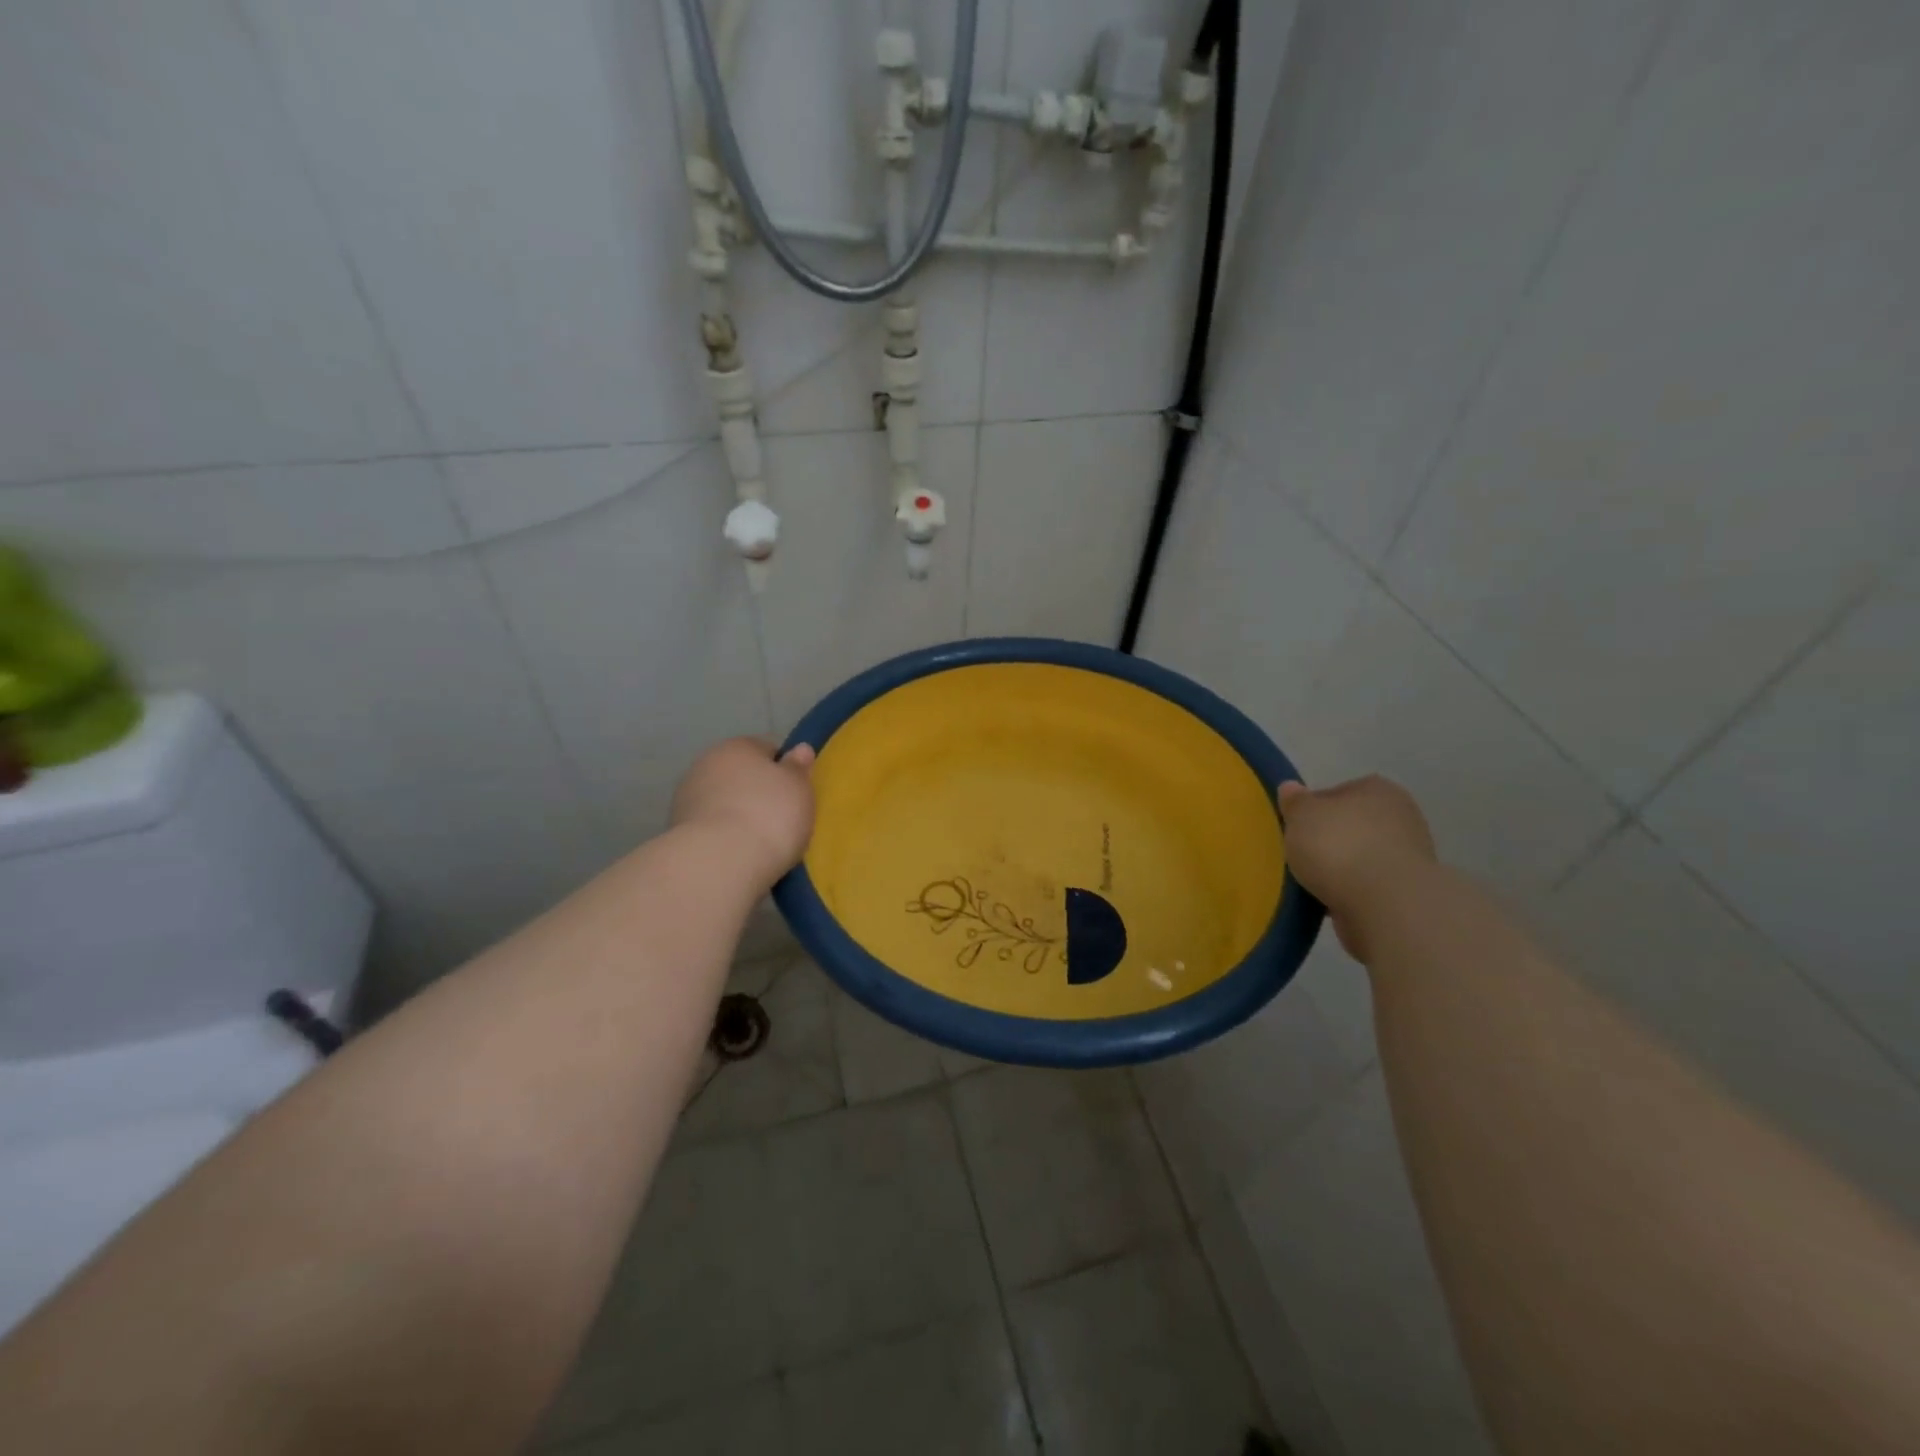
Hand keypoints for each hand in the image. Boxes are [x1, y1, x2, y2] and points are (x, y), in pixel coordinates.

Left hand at [671, 738, 816, 886]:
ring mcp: (686, 798)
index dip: (784, 770)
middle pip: (741, 775)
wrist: (718, 863)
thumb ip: (798, 767)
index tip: (796, 793)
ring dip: (737, 814)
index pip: (767, 748)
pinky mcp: (676, 831)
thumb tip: (800, 749)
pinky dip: (723, 836)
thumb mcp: (799, 788)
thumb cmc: (769, 815)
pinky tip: (738, 855)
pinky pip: (711, 827)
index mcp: (738, 746)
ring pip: (723, 802)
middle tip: (781, 819)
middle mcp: (706, 763)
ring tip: (759, 843)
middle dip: (757, 792)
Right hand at [1278, 775, 1436, 961]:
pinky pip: (1367, 886)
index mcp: (1377, 789)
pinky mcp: (1406, 892)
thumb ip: (1295, 801)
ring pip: (1360, 857)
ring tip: (1310, 883)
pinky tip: (1329, 901)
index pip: (1337, 793)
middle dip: (1328, 839)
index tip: (1294, 827)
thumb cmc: (1339, 846)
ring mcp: (1409, 857)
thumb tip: (1291, 788)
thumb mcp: (1301, 815)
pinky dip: (1350, 892)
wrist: (1385, 905)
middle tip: (1300, 854)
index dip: (1312, 809)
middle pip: (1351, 826)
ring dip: (1339, 868)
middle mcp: (1401, 817)